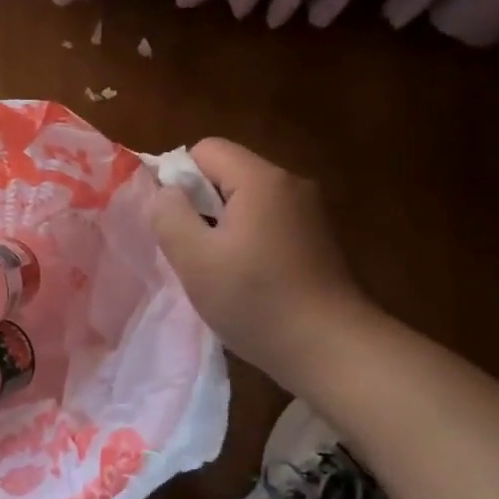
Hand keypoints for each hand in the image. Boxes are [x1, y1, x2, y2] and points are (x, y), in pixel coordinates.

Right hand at [150, 138, 368, 391]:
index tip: (176, 223)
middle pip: (227, 172)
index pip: (205, 149)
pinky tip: (248, 278)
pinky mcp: (317, 237)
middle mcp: (290, 183)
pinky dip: (249, 240)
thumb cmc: (257, 300)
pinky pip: (268, 220)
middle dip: (201, 205)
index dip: (179, 178)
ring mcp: (309, 211)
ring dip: (224, 226)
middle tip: (195, 250)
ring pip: (247, 199)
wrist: (332, 349)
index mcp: (261, 179)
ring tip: (219, 269)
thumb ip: (169, 215)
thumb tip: (166, 192)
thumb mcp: (195, 259)